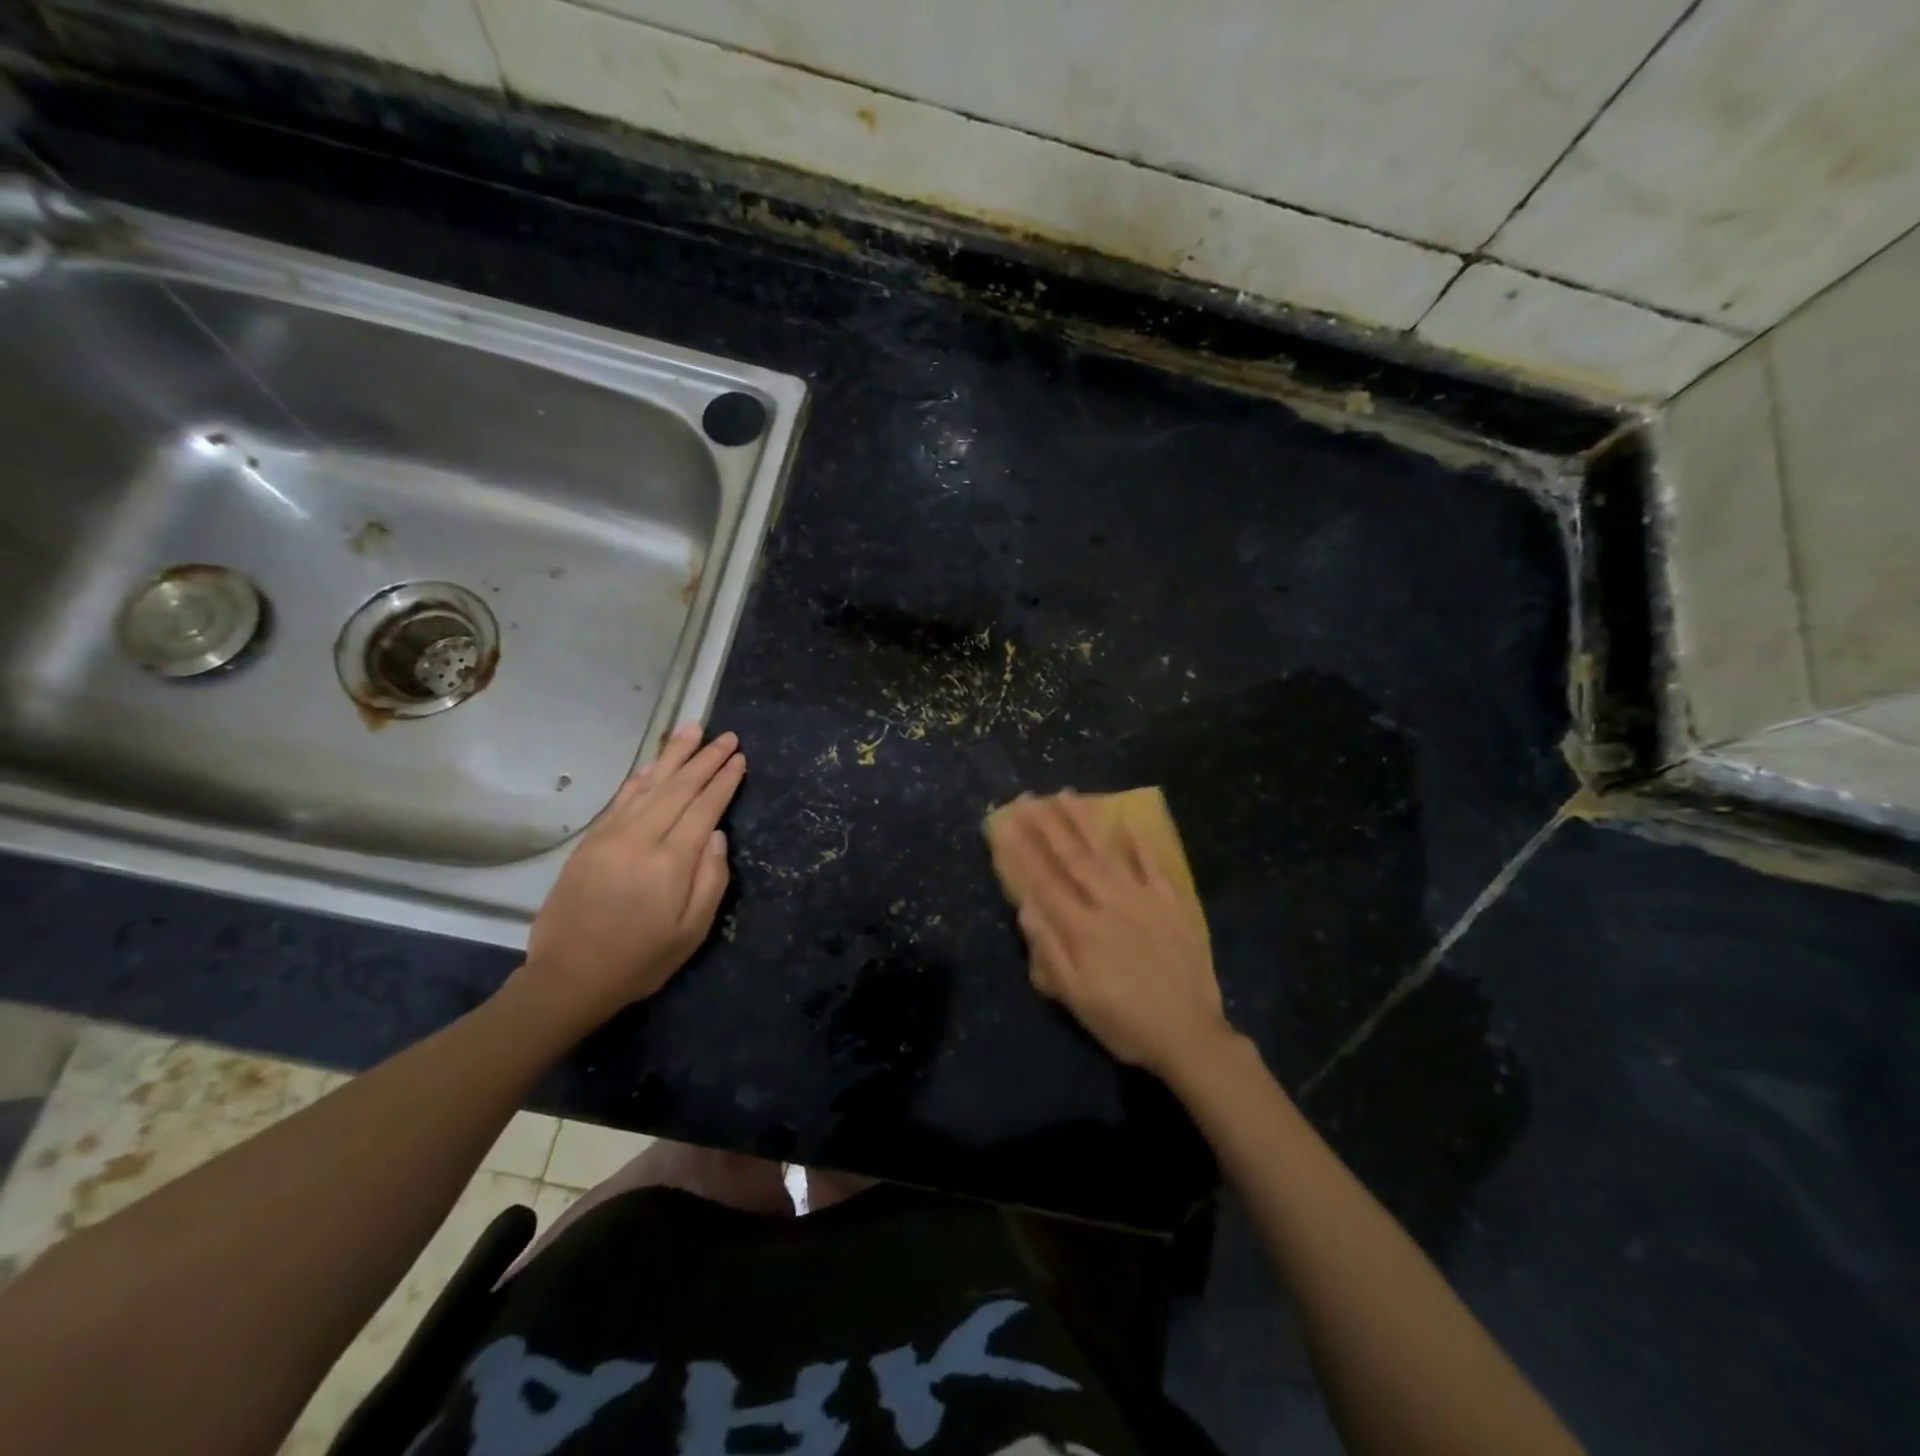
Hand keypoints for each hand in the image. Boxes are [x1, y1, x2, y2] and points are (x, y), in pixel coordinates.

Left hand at [518, 724, 745, 1025]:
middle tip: (726, 736)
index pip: (704, 807)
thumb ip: (711, 880)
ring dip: (673, 755)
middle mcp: (640, 838)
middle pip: (679, 787)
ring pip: (649, 784)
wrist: (568, 978)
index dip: (724, 780)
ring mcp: (611, 836)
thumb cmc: (640, 960)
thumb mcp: (692, 931)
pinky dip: (641, 776)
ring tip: (692, 730)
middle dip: (705, 758)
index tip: (740, 757)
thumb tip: (716, 835)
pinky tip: (654, 765)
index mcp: (670, 861)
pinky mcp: (591, 841)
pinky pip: (622, 798)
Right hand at [996, 791, 1233, 1079]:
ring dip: (1084, 821)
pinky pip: (1153, 864)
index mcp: (1082, 928)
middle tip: (1028, 798)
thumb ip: (1049, 951)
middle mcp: (1109, 903)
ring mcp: (1143, 899)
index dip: (1020, 852)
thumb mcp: (1077, 998)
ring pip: (1107, 852)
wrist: (1190, 1036)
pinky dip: (1139, 841)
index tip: (1004, 824)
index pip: (1043, 882)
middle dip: (1047, 825)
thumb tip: (1025, 907)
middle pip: (1072, 857)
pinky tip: (1126, 819)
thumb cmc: (1124, 1022)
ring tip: (1065, 795)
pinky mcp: (1172, 902)